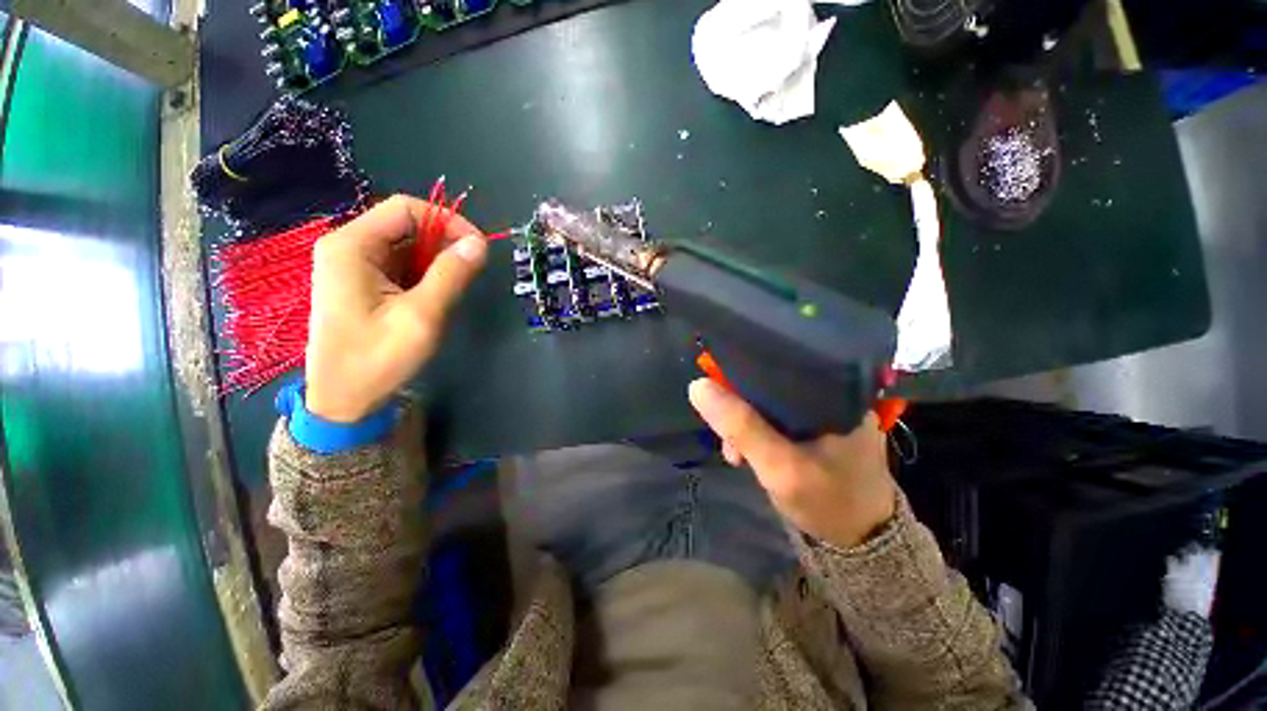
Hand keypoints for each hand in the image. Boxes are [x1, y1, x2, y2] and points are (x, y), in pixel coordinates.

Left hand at [305, 195, 487, 422]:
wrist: (343, 400)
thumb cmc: (377, 358)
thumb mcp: (422, 316)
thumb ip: (451, 275)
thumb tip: (479, 244)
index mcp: (352, 246)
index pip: (406, 209)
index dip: (448, 221)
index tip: (478, 248)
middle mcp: (348, 247)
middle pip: (406, 225)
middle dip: (444, 243)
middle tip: (472, 272)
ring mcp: (354, 266)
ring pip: (407, 247)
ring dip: (437, 262)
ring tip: (452, 291)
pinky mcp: (363, 283)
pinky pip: (401, 266)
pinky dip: (425, 275)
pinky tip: (434, 298)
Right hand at [688, 379, 896, 547]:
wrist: (860, 544)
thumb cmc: (828, 502)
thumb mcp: (780, 465)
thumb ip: (741, 426)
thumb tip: (697, 387)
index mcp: (835, 392)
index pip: (783, 360)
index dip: (744, 370)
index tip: (719, 389)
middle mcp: (830, 395)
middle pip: (771, 382)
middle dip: (740, 407)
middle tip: (727, 438)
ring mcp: (822, 413)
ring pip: (768, 402)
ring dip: (744, 423)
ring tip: (734, 453)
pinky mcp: (813, 430)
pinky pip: (773, 418)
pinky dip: (755, 433)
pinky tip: (745, 452)